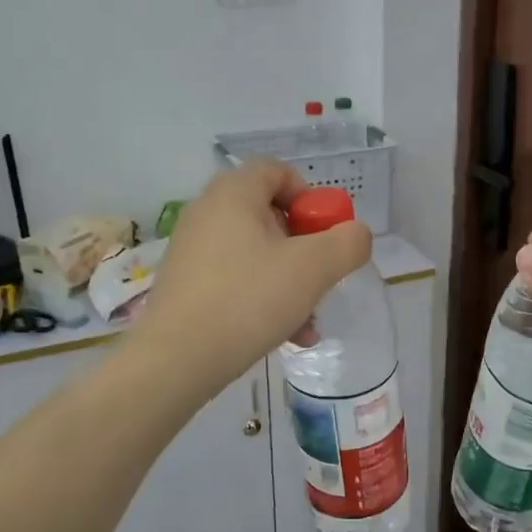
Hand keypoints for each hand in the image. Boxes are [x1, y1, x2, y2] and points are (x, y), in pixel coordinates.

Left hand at [136, 161, 371, 392]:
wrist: (176, 360)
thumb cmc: (248, 300)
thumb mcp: (313, 269)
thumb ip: (347, 243)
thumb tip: (355, 234)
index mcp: (233, 194)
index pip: (277, 171)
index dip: (310, 196)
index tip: (325, 233)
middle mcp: (207, 212)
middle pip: (270, 215)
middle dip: (305, 249)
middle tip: (320, 278)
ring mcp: (192, 249)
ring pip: (256, 253)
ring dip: (289, 281)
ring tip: (308, 322)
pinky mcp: (186, 283)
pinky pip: (235, 278)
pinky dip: (263, 298)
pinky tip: (285, 335)